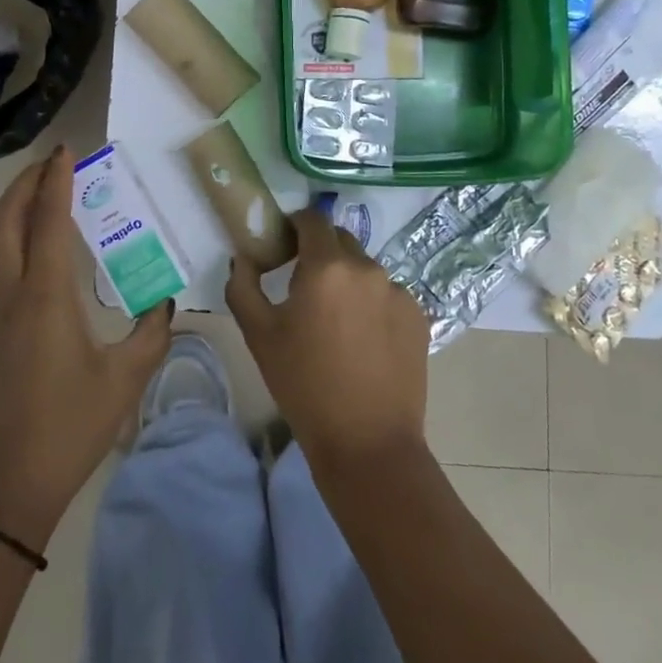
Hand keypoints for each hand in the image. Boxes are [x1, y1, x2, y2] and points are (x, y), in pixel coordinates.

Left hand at [0, 146, 172, 551]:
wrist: (0, 495)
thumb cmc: (66, 431)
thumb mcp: (125, 381)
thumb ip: (152, 334)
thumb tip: (166, 302)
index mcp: (44, 296)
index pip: (45, 219)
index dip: (54, 180)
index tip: (65, 150)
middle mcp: (10, 295)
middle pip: (4, 220)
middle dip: (23, 183)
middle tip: (53, 164)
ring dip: (19, 211)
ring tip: (53, 200)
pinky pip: (2, 270)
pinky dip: (19, 242)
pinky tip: (48, 258)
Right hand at [226, 205, 429, 470]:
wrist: (367, 443)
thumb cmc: (304, 385)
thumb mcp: (258, 335)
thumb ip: (243, 285)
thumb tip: (244, 257)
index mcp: (327, 266)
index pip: (312, 219)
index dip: (295, 225)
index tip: (284, 246)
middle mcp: (367, 267)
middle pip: (340, 241)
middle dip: (321, 253)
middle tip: (305, 289)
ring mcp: (399, 291)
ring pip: (365, 270)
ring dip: (348, 282)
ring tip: (337, 324)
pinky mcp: (419, 316)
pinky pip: (388, 295)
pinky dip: (373, 306)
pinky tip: (364, 342)